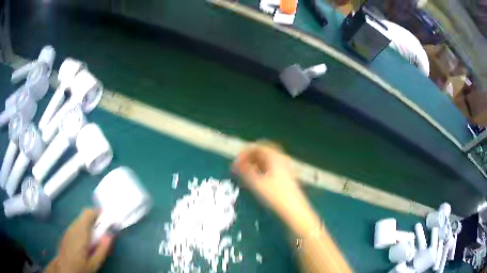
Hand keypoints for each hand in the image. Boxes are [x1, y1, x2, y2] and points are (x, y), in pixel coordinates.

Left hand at [45, 209, 112, 272]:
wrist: (64, 269)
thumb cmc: (80, 267)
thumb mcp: (94, 262)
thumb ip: (102, 249)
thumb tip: (110, 235)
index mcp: (80, 232)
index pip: (88, 213)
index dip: (98, 213)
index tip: (108, 220)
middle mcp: (73, 227)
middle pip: (85, 216)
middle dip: (96, 222)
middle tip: (104, 234)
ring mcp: (68, 229)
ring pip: (81, 221)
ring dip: (90, 226)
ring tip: (96, 241)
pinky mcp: (67, 233)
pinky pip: (77, 226)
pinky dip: (84, 230)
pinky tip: (87, 243)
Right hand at [232, 143, 308, 217]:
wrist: (294, 209)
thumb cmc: (275, 195)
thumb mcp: (257, 183)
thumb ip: (245, 171)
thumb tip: (235, 164)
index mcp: (275, 156)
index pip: (258, 147)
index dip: (245, 152)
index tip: (236, 161)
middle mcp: (281, 158)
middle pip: (262, 152)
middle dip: (249, 158)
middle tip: (239, 167)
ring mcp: (285, 167)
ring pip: (266, 160)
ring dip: (254, 164)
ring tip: (244, 173)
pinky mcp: (285, 176)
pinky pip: (270, 167)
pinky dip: (261, 169)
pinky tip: (255, 179)